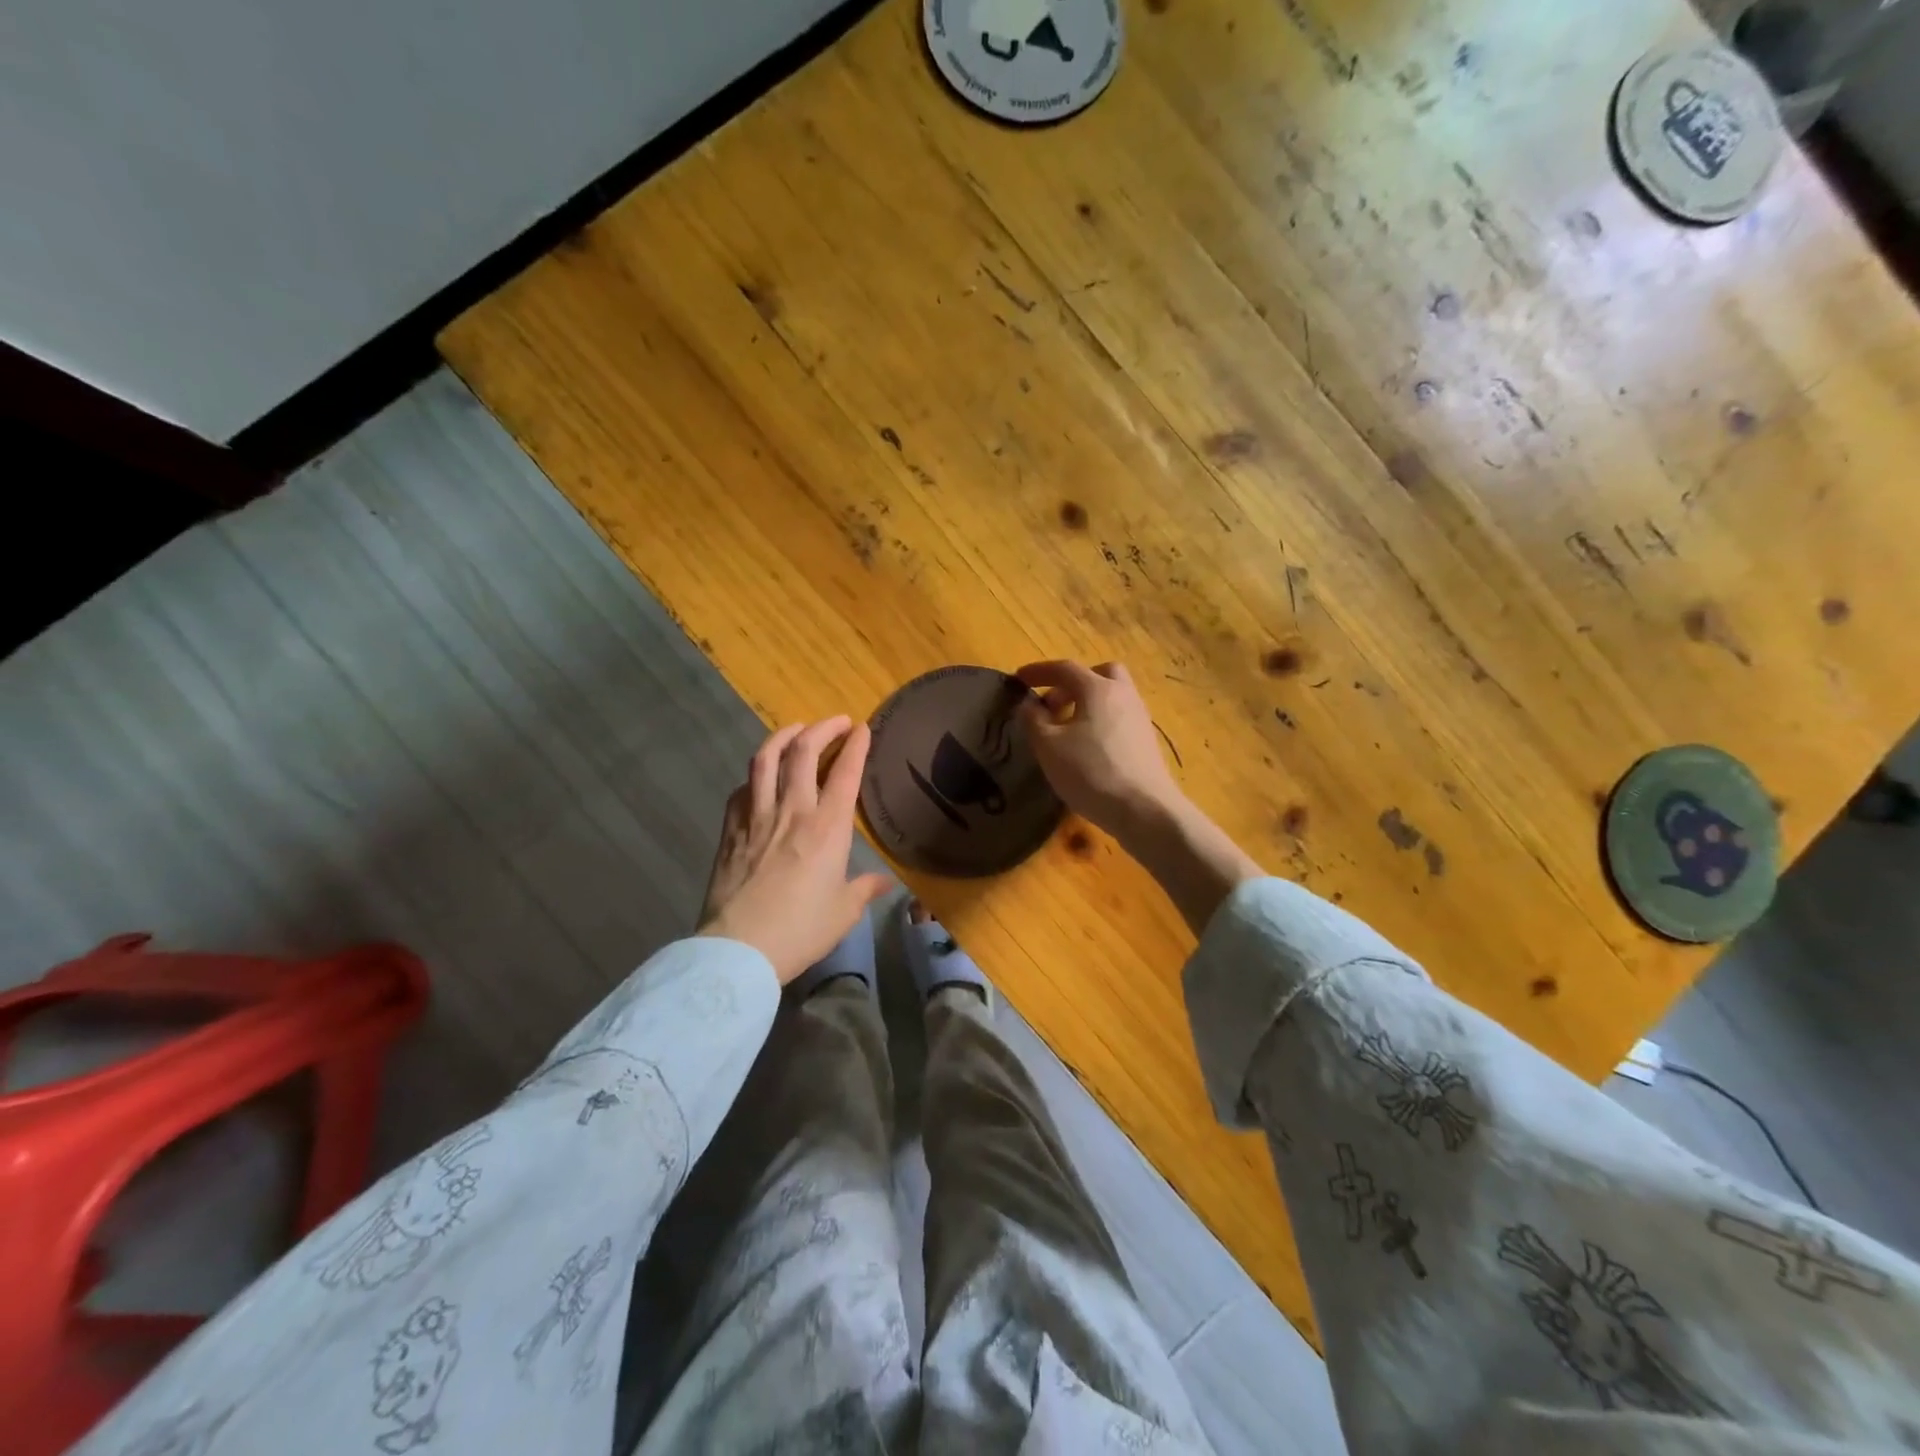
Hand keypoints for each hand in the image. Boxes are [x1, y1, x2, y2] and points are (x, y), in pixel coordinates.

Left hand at [699, 717, 891, 983]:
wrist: (739, 949)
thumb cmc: (800, 930)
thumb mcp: (843, 913)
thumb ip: (864, 889)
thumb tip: (885, 882)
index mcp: (827, 828)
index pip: (845, 773)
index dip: (856, 745)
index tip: (863, 728)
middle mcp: (793, 811)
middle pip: (804, 752)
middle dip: (822, 728)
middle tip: (836, 722)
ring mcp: (756, 816)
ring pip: (766, 759)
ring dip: (783, 736)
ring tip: (795, 729)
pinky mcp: (730, 829)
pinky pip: (742, 788)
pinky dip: (755, 773)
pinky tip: (760, 776)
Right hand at [1016, 660, 1185, 840]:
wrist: (1143, 809)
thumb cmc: (1090, 772)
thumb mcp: (1049, 747)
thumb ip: (1033, 720)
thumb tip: (1029, 705)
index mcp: (1098, 689)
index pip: (1065, 668)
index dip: (1038, 671)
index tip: (1019, 679)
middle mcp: (1123, 695)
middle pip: (1099, 674)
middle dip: (1071, 683)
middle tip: (1052, 705)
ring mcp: (1139, 717)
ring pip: (1112, 696)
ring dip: (1086, 703)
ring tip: (1065, 730)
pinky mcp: (1146, 740)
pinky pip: (1119, 717)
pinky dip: (1100, 721)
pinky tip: (1087, 747)